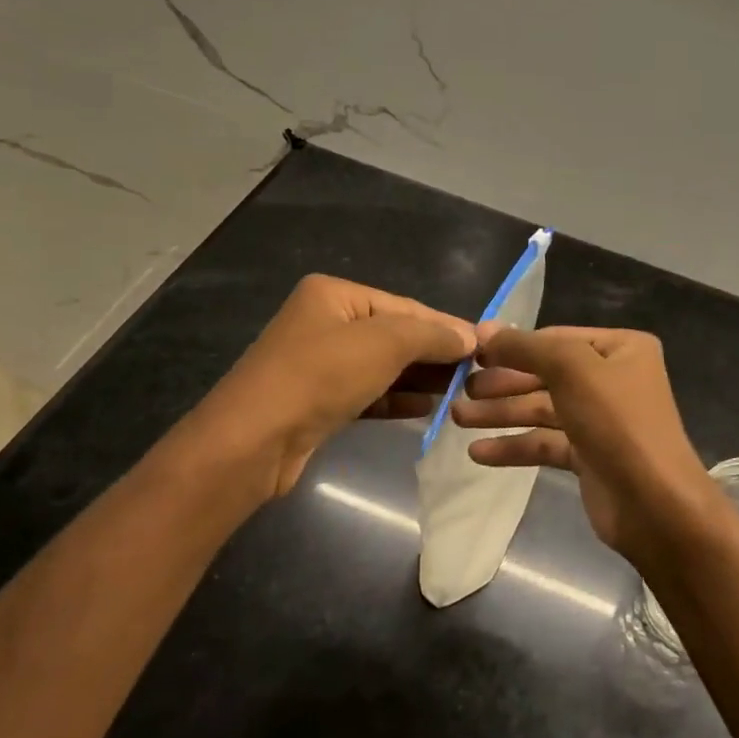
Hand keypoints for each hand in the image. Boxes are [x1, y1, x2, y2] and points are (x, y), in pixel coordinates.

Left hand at [190, 275, 474, 498]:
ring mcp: (319, 363)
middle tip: (477, 373)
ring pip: (382, 366)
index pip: (405, 306)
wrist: (252, 442)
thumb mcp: (383, 344)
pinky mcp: (318, 401)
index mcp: (334, 295)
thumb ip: (430, 335)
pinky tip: (426, 408)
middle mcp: (325, 322)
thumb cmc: (319, 377)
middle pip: (394, 335)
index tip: (486, 346)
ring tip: (460, 392)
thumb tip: (470, 336)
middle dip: (434, 354)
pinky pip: (368, 392)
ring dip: (419, 378)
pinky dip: (396, 398)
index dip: (446, 326)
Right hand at [451, 325, 717, 559]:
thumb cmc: (617, 422)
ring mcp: (601, 419)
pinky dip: (514, 445)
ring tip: (457, 417)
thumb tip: (484, 329)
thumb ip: (526, 347)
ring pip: (542, 409)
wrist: (654, 505)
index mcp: (621, 348)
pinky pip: (545, 442)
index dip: (513, 345)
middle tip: (459, 389)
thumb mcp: (571, 369)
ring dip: (501, 413)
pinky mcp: (589, 456)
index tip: (470, 353)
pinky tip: (478, 453)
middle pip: (546, 374)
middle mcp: (613, 379)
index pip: (556, 338)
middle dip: (503, 382)